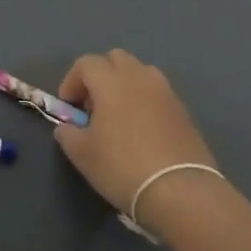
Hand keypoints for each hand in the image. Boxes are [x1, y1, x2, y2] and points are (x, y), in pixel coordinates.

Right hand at [53, 50, 216, 215]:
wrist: (180, 191)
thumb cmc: (122, 167)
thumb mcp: (82, 154)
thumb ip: (67, 133)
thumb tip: (67, 126)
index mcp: (111, 82)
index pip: (86, 63)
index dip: (72, 81)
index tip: (69, 107)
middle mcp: (139, 77)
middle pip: (115, 58)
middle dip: (100, 75)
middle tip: (94, 106)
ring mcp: (165, 92)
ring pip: (140, 72)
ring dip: (125, 85)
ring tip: (120, 116)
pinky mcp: (183, 111)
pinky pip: (158, 93)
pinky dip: (145, 101)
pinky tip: (143, 131)